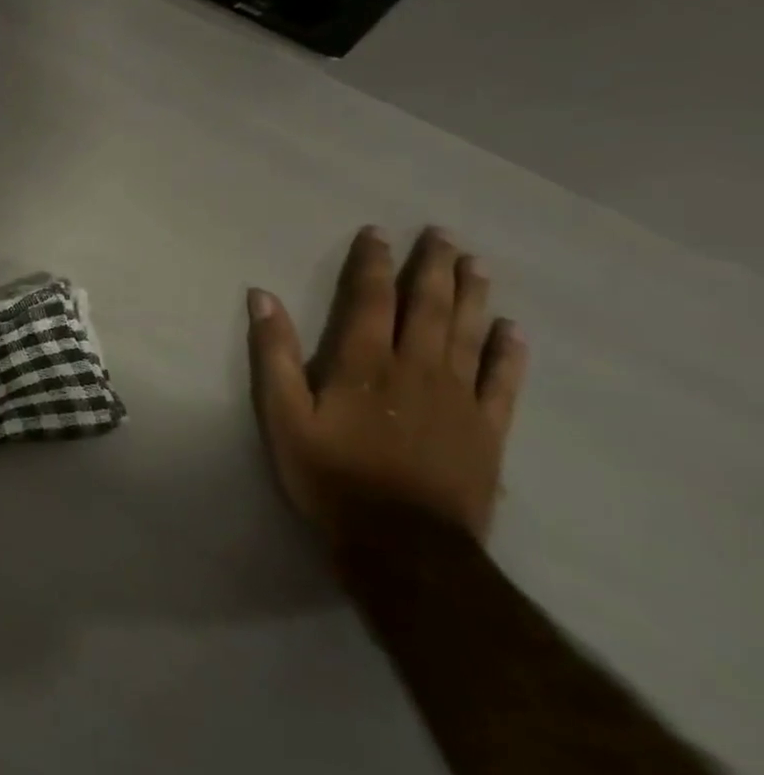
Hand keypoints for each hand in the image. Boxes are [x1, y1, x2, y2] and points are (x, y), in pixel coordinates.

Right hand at [247, 226, 528, 544]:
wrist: (402, 541)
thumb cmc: (330, 475)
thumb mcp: (283, 416)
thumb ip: (274, 354)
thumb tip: (261, 297)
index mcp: (364, 363)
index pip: (370, 300)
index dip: (373, 263)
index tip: (378, 233)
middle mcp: (417, 368)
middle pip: (428, 307)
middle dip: (433, 267)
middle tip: (442, 233)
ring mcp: (458, 397)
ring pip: (469, 333)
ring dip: (473, 295)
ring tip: (477, 264)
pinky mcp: (487, 427)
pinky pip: (503, 381)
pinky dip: (508, 352)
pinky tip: (512, 331)